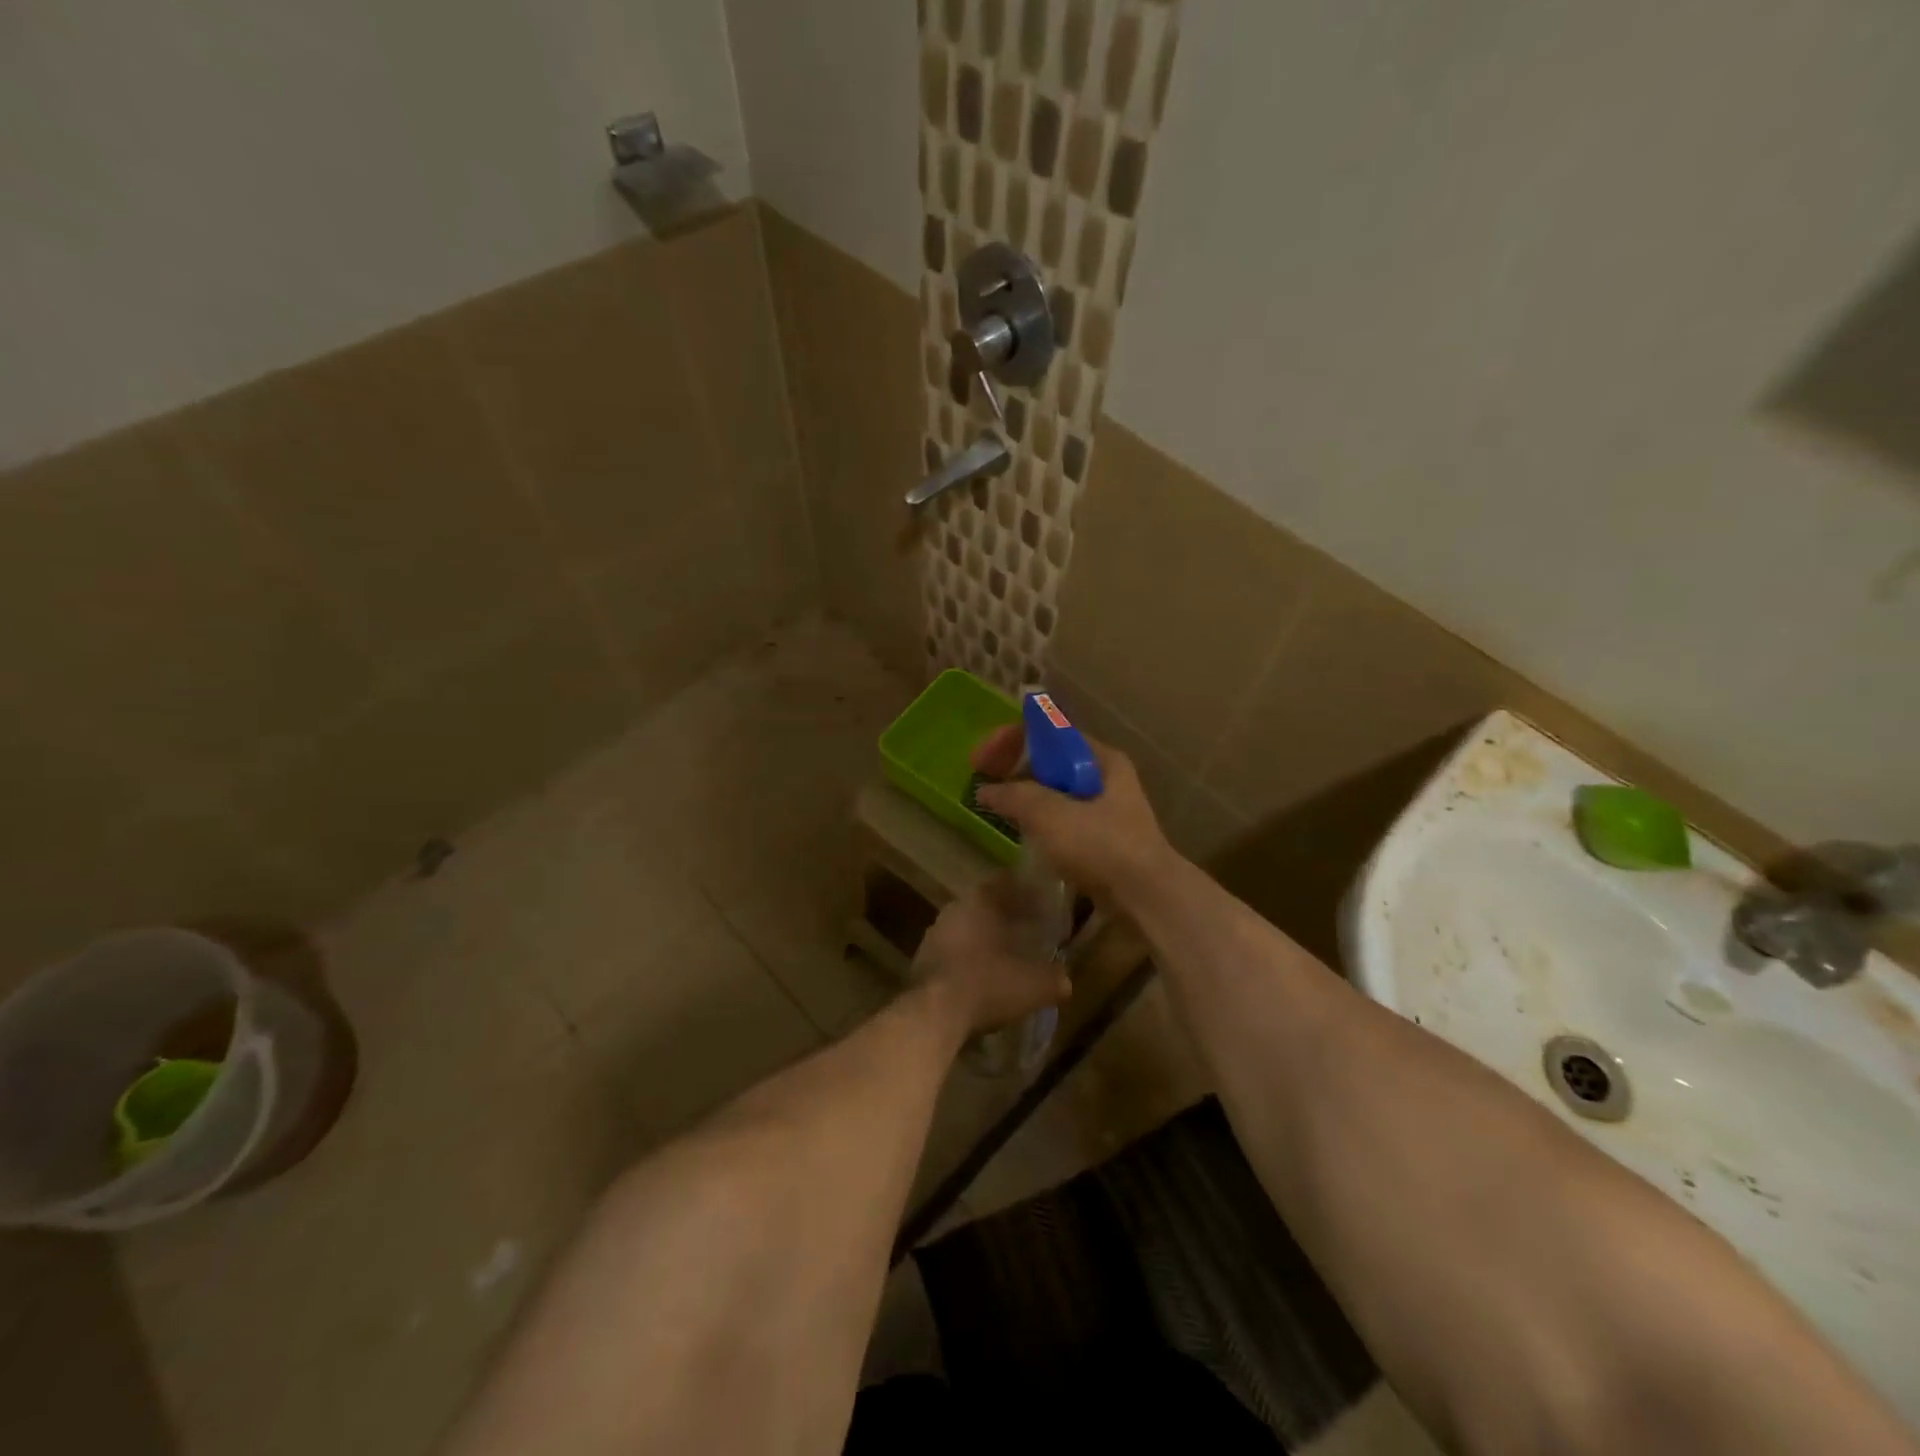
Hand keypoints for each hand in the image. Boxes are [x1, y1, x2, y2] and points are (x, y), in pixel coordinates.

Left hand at [915, 878, 1072, 1035]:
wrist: (933, 1014)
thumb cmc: (988, 984)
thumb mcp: (1035, 985)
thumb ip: (1055, 978)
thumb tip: (1065, 980)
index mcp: (980, 901)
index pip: (1006, 882)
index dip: (1026, 891)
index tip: (1043, 903)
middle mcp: (954, 910)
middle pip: (985, 906)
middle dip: (1006, 918)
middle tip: (1029, 932)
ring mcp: (934, 936)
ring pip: (967, 930)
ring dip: (985, 941)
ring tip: (1007, 958)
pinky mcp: (922, 962)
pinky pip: (953, 954)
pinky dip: (969, 961)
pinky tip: (983, 980)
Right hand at [970, 725, 1175, 903]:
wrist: (1146, 898)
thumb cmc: (1102, 846)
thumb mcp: (1052, 815)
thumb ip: (1015, 796)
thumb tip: (985, 790)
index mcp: (1100, 758)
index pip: (1048, 732)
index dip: (1010, 740)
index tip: (980, 761)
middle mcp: (1105, 776)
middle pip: (1050, 759)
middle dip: (1014, 767)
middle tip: (983, 782)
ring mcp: (1105, 808)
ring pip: (1054, 790)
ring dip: (1023, 794)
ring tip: (995, 806)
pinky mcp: (1101, 838)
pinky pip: (1061, 817)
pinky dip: (1037, 818)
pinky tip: (1020, 830)